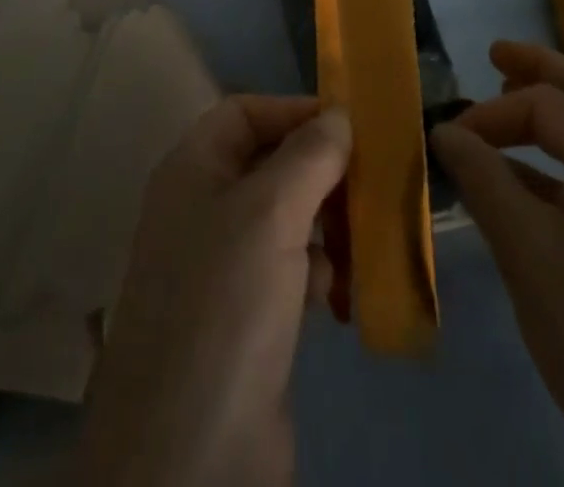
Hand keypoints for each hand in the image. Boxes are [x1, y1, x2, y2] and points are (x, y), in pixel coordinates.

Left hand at [73, 96, 351, 486]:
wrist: (190, 452)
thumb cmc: (226, 303)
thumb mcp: (270, 212)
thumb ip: (308, 156)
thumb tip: (339, 115)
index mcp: (192, 169)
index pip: (243, 112)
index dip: (293, 111)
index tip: (349, 125)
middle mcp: (203, 207)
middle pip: (269, 164)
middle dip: (320, 172)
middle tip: (372, 184)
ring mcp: (223, 265)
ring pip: (285, 219)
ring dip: (326, 225)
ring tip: (362, 242)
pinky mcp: (246, 317)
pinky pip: (289, 271)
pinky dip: (318, 273)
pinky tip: (339, 295)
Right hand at [432, 41, 563, 486]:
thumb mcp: (524, 247)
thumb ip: (483, 177)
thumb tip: (446, 131)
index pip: (545, 104)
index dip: (490, 114)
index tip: (448, 140)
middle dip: (543, 70)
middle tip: (497, 58)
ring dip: (560, 117)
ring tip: (511, 121)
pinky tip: (539, 192)